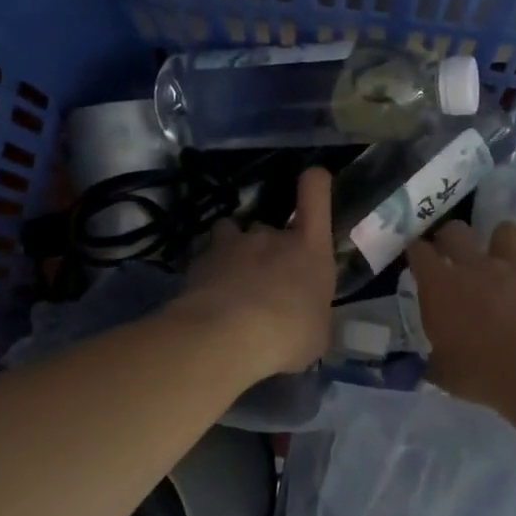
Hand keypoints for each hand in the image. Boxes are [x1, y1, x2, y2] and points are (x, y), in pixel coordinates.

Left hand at [172, 166, 336, 378]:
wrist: (226, 337)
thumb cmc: (288, 334)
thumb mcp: (316, 335)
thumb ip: (312, 318)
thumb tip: (307, 323)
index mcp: (309, 249)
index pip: (316, 194)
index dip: (315, 182)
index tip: (313, 179)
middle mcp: (271, 237)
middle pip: (269, 226)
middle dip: (268, 248)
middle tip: (266, 282)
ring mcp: (232, 245)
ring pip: (231, 234)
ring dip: (233, 251)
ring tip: (232, 281)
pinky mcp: (199, 262)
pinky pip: (206, 259)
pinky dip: (207, 273)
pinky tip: (207, 299)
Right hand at [406, 219, 515, 413]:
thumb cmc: (487, 375)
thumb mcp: (447, 375)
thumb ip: (438, 360)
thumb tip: (434, 363)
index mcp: (442, 287)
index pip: (419, 252)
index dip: (417, 252)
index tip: (419, 258)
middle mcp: (476, 265)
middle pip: (456, 231)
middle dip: (451, 238)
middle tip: (455, 254)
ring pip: (504, 230)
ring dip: (501, 244)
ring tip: (505, 263)